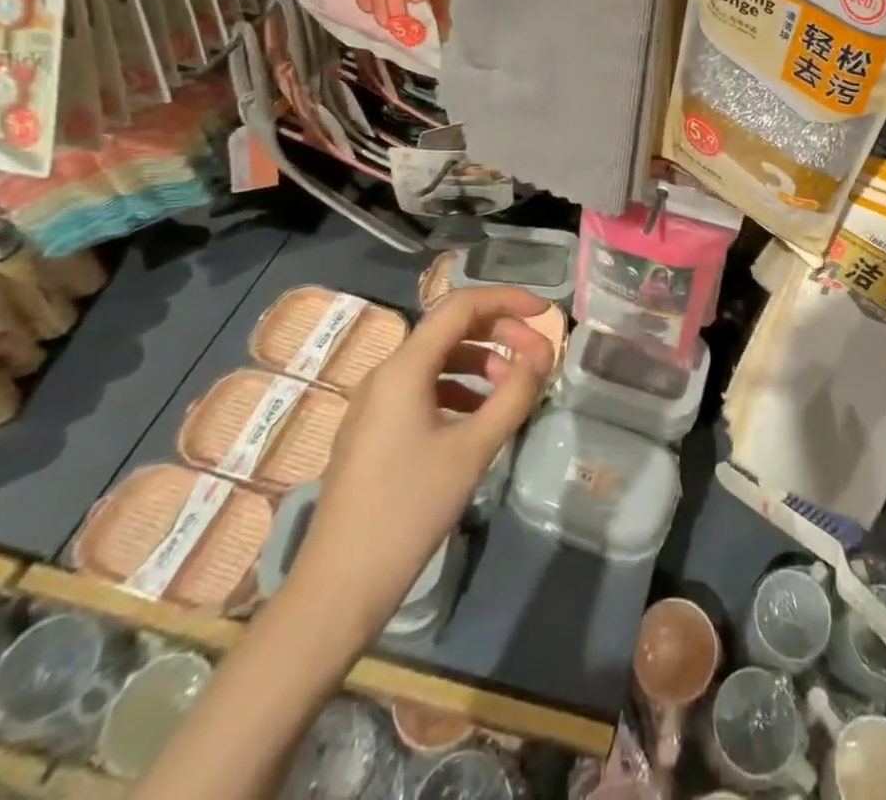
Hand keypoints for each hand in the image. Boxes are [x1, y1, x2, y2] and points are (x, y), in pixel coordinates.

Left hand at [287, 287, 555, 637]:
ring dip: (481, 360)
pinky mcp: (373, 428)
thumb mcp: (473, 449)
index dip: (507, 299)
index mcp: (404, 368)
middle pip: (450, 328)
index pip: (461, 306)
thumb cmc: (409, 509)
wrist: (339, 586)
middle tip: (537, 355)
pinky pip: (423, 387)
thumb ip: (514, 392)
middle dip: (499, 332)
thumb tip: (544, 351)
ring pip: (437, 359)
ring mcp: (375, 402)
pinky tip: (479, 416)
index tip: (546, 313)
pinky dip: (460, 387)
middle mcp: (385, 373)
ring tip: (513, 387)